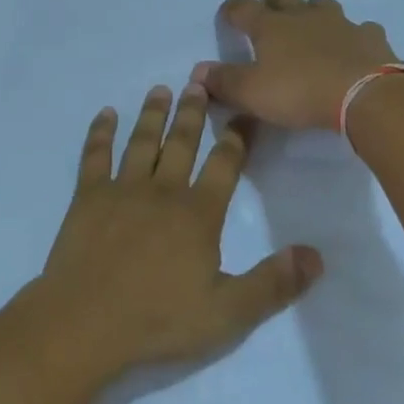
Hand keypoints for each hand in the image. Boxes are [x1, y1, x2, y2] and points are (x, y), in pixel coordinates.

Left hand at [33, 83, 322, 377]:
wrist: (86, 321)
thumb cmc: (158, 320)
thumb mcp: (228, 313)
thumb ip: (273, 283)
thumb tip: (316, 255)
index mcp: (198, 214)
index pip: (224, 165)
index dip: (237, 138)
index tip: (244, 114)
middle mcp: (162, 191)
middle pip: (181, 142)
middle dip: (192, 112)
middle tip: (197, 82)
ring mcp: (122, 189)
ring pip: (142, 141)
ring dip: (152, 113)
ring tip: (160, 89)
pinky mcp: (88, 196)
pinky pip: (96, 155)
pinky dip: (100, 132)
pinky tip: (105, 115)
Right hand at [194, 0, 403, 131]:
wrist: (366, 95)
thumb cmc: (300, 91)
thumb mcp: (252, 93)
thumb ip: (223, 82)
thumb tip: (197, 72)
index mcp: (270, 26)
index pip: (242, 8)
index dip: (231, 10)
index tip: (226, 16)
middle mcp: (302, 15)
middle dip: (271, 0)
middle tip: (267, 13)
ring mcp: (340, 23)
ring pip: (321, 5)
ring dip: (311, 11)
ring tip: (309, 25)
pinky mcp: (370, 37)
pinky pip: (360, 28)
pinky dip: (352, 34)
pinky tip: (353, 45)